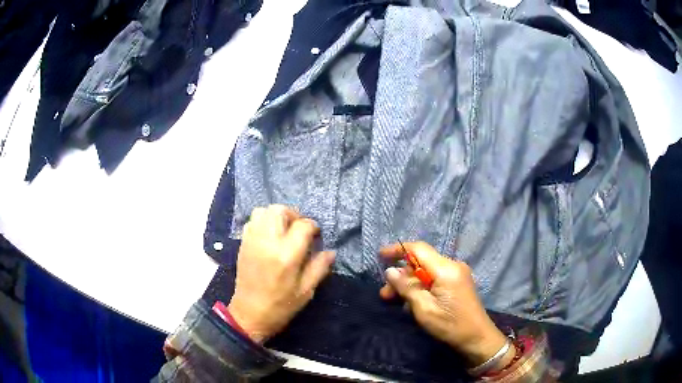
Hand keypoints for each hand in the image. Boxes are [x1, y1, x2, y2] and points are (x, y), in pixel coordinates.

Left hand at [228, 205, 334, 343]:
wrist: (249, 314)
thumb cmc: (281, 305)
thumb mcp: (306, 291)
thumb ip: (319, 267)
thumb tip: (331, 251)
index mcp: (286, 255)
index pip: (303, 226)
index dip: (313, 227)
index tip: (316, 236)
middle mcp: (268, 242)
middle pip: (279, 210)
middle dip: (294, 215)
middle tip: (299, 229)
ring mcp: (252, 241)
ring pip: (263, 211)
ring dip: (277, 216)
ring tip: (284, 230)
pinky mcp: (243, 244)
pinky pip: (252, 221)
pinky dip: (263, 221)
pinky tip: (270, 236)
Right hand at [380, 242, 511, 368]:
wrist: (477, 338)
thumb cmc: (450, 325)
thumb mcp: (424, 309)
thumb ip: (407, 288)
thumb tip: (390, 271)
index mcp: (446, 269)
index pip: (419, 249)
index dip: (398, 250)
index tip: (380, 256)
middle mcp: (453, 266)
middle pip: (421, 263)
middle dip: (402, 276)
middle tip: (385, 294)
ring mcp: (457, 275)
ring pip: (427, 272)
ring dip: (410, 285)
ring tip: (395, 301)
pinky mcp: (458, 284)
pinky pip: (435, 279)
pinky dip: (422, 288)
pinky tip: (413, 303)